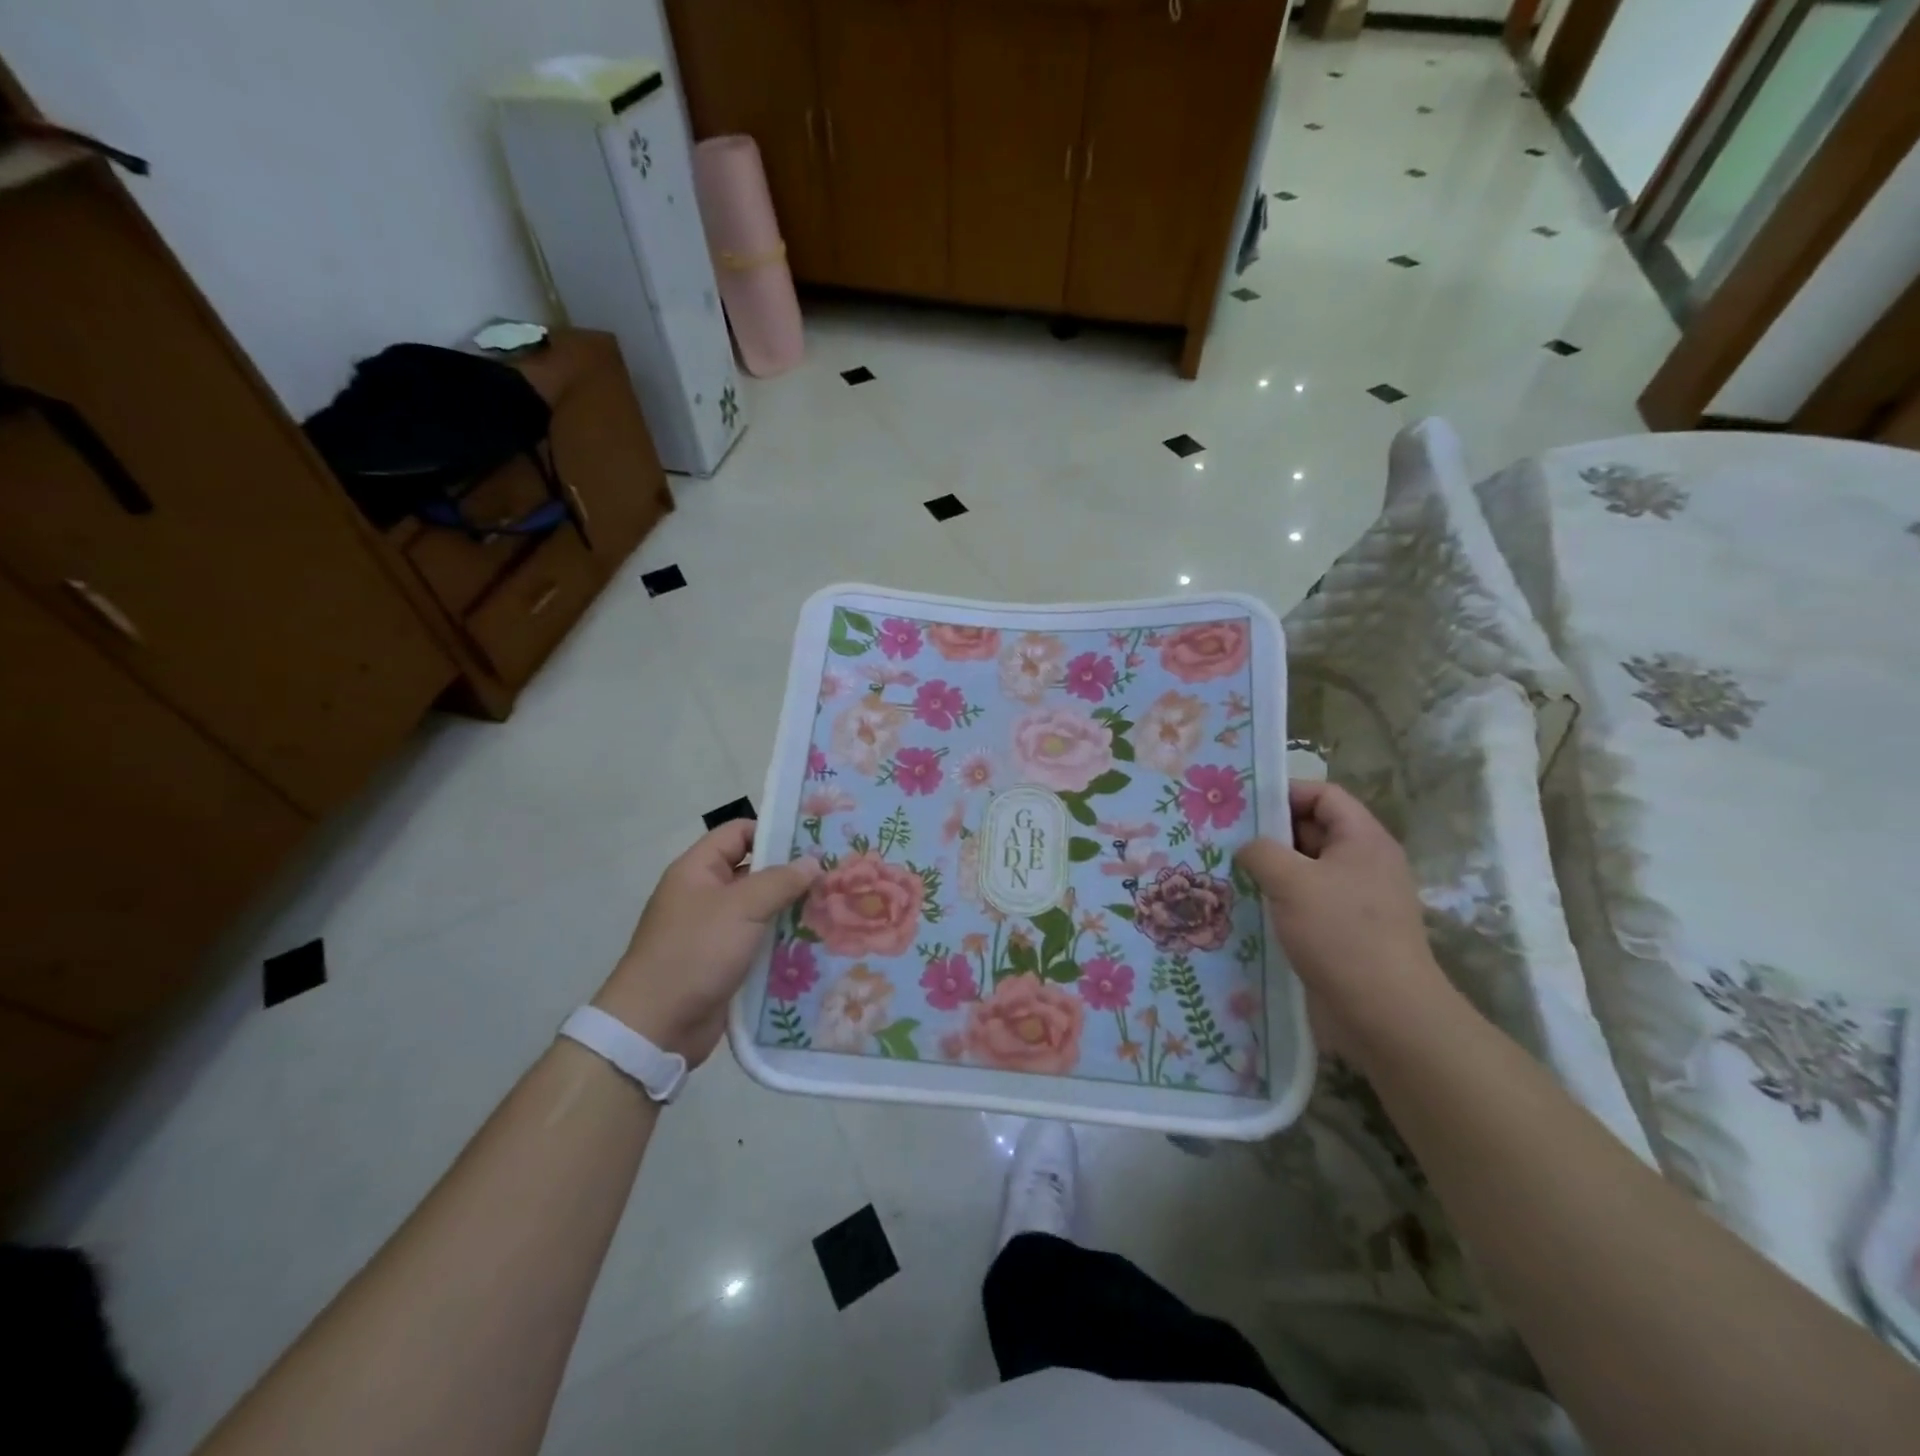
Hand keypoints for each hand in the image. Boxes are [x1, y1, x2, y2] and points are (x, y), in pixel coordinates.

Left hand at [594, 820, 820, 1065]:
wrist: (657, 1026)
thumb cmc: (695, 953)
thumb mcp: (741, 908)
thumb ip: (780, 881)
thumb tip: (812, 862)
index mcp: (698, 870)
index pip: (738, 833)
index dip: (772, 832)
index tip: (812, 842)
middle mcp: (706, 895)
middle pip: (755, 872)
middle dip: (792, 874)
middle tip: (834, 876)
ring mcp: (715, 931)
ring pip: (762, 910)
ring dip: (792, 911)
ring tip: (835, 909)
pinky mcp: (725, 963)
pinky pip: (760, 942)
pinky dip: (784, 942)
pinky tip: (817, 943)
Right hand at [1235, 781, 1449, 1058]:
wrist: (1384, 1014)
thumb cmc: (1340, 934)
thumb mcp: (1291, 881)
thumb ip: (1261, 852)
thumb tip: (1249, 848)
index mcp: (1363, 840)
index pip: (1324, 795)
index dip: (1285, 792)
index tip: (1243, 805)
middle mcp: (1363, 864)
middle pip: (1313, 830)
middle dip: (1270, 833)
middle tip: (1223, 837)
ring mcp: (1355, 901)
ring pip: (1305, 870)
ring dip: (1270, 870)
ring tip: (1225, 872)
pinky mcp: (1344, 933)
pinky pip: (1307, 903)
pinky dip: (1279, 901)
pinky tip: (1246, 908)